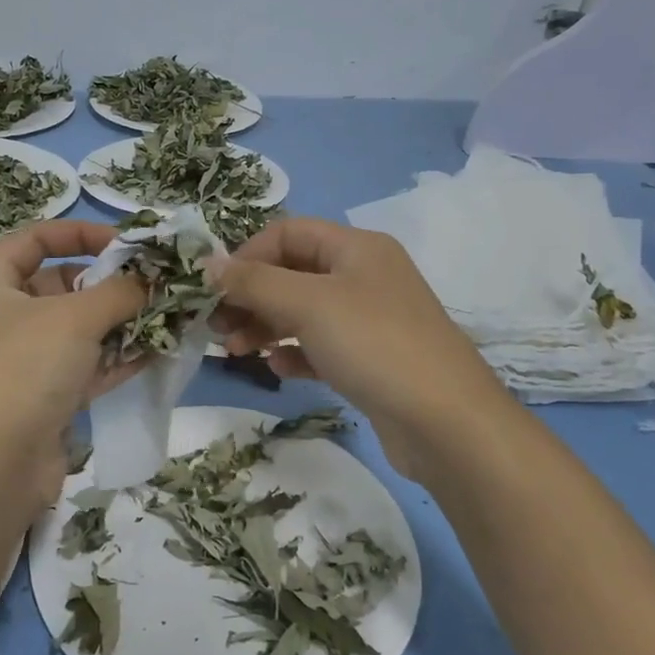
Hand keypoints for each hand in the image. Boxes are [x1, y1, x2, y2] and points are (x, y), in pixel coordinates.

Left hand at [0, 220, 145, 507]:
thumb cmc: (21, 369)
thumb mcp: (74, 318)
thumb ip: (120, 291)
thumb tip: (154, 279)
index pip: (33, 240)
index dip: (78, 233)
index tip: (125, 242)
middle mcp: (1, 321)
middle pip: (60, 287)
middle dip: (109, 284)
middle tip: (156, 284)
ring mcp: (21, 364)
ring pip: (78, 332)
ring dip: (121, 323)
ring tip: (170, 315)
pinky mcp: (42, 402)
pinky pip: (85, 369)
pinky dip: (117, 359)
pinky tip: (158, 351)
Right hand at [209, 217, 508, 478]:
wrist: (446, 421)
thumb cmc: (374, 345)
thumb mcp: (308, 304)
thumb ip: (254, 282)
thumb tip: (208, 265)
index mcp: (356, 247)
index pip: (288, 233)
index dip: (247, 256)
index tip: (214, 290)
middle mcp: (365, 276)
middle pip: (293, 273)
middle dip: (251, 296)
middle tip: (216, 327)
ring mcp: (370, 319)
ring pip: (304, 312)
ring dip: (266, 326)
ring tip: (236, 351)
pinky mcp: (371, 359)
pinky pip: (321, 346)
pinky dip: (295, 353)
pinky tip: (279, 369)